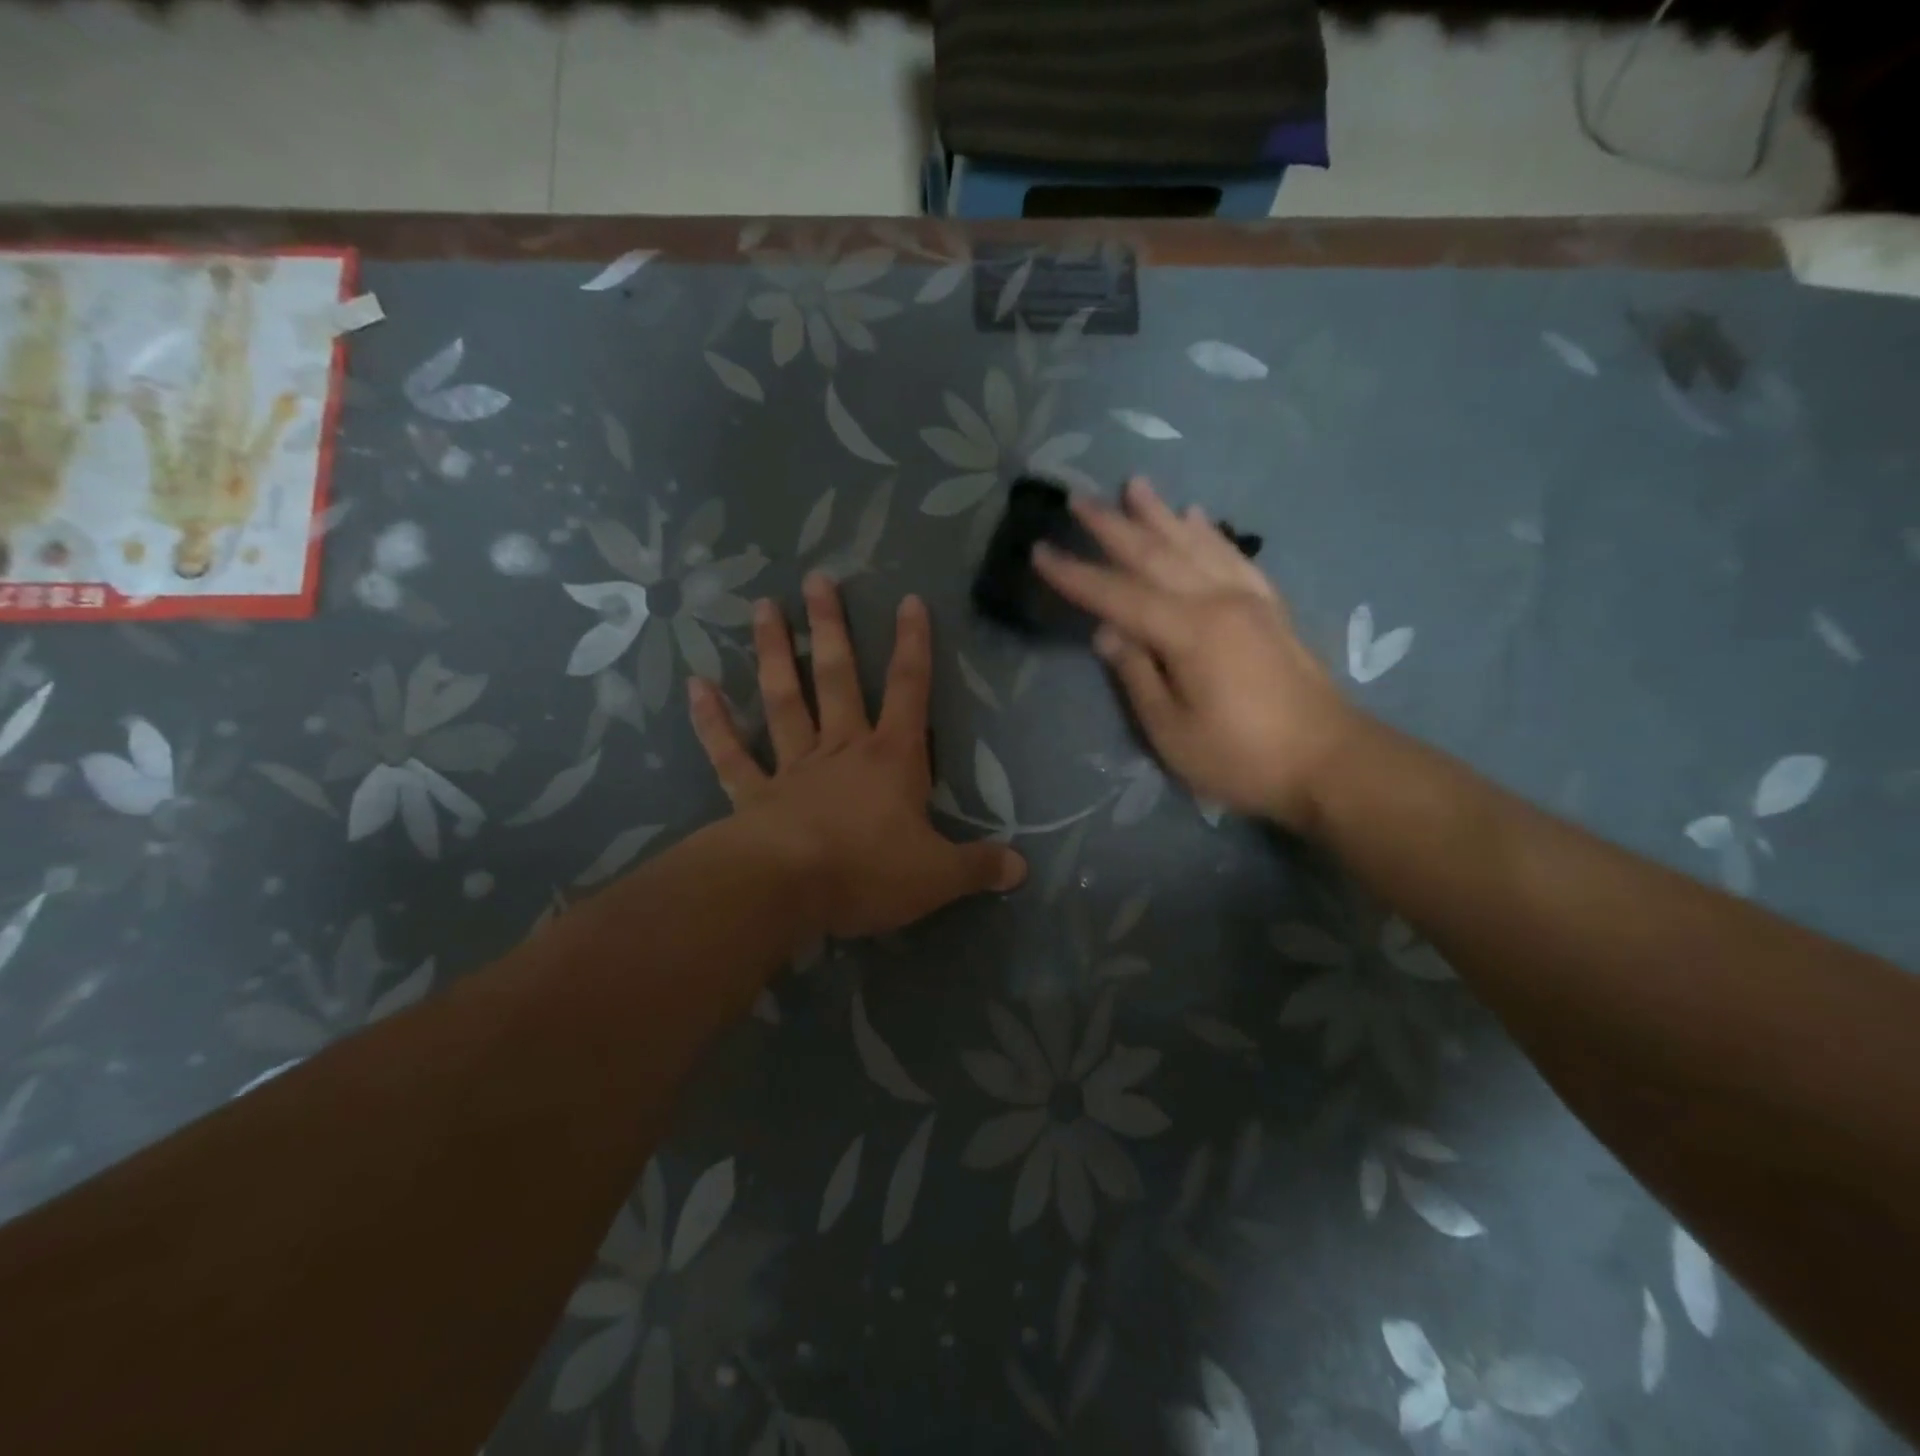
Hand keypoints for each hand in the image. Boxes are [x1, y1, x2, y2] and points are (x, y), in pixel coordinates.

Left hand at [689, 573, 1026, 938]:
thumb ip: (979, 865)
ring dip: (774, 654)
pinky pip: (730, 754)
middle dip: (832, 628)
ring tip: (762, 607)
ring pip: (783, 701)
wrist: (788, 889)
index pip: (910, 691)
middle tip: (817, 579)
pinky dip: (712, 721)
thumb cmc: (868, 871)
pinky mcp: (752, 794)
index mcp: (890, 759)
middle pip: (838, 679)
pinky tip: (696, 685)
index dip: (914, 646)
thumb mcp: (938, 875)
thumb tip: (1022, 867)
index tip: (908, 601)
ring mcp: (792, 768)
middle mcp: (841, 750)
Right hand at [1032, 478, 1357, 831]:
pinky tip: (1196, 515)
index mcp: (1188, 632)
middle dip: (1111, 527)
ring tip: (1134, 485)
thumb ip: (1136, 675)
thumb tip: (1106, 632)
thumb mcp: (1172, 731)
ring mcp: (1248, 598)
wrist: (1330, 762)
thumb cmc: (1242, 758)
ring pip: (1195, 543)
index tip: (1040, 551)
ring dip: (1160, 514)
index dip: (1075, 575)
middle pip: (1155, 554)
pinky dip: (1209, 532)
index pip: (1117, 595)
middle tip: (1077, 499)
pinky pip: (1233, 555)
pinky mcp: (1270, 606)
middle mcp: (1217, 600)